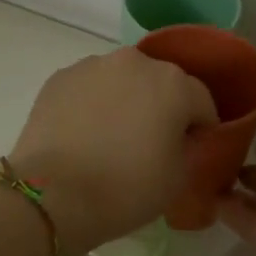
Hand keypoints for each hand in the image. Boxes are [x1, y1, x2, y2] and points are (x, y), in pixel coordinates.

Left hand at [10, 48, 216, 255]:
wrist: (54, 194)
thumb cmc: (127, 187)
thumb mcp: (179, 177)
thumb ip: (190, 147)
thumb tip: (180, 137)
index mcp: (173, 82)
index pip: (201, 101)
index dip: (201, 128)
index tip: (192, 150)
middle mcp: (134, 61)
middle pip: (159, 83)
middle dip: (161, 107)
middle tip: (151, 143)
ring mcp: (92, 66)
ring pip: (121, 81)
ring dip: (124, 101)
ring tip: (111, 138)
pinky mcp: (59, 77)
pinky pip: (88, 88)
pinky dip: (92, 104)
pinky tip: (83, 135)